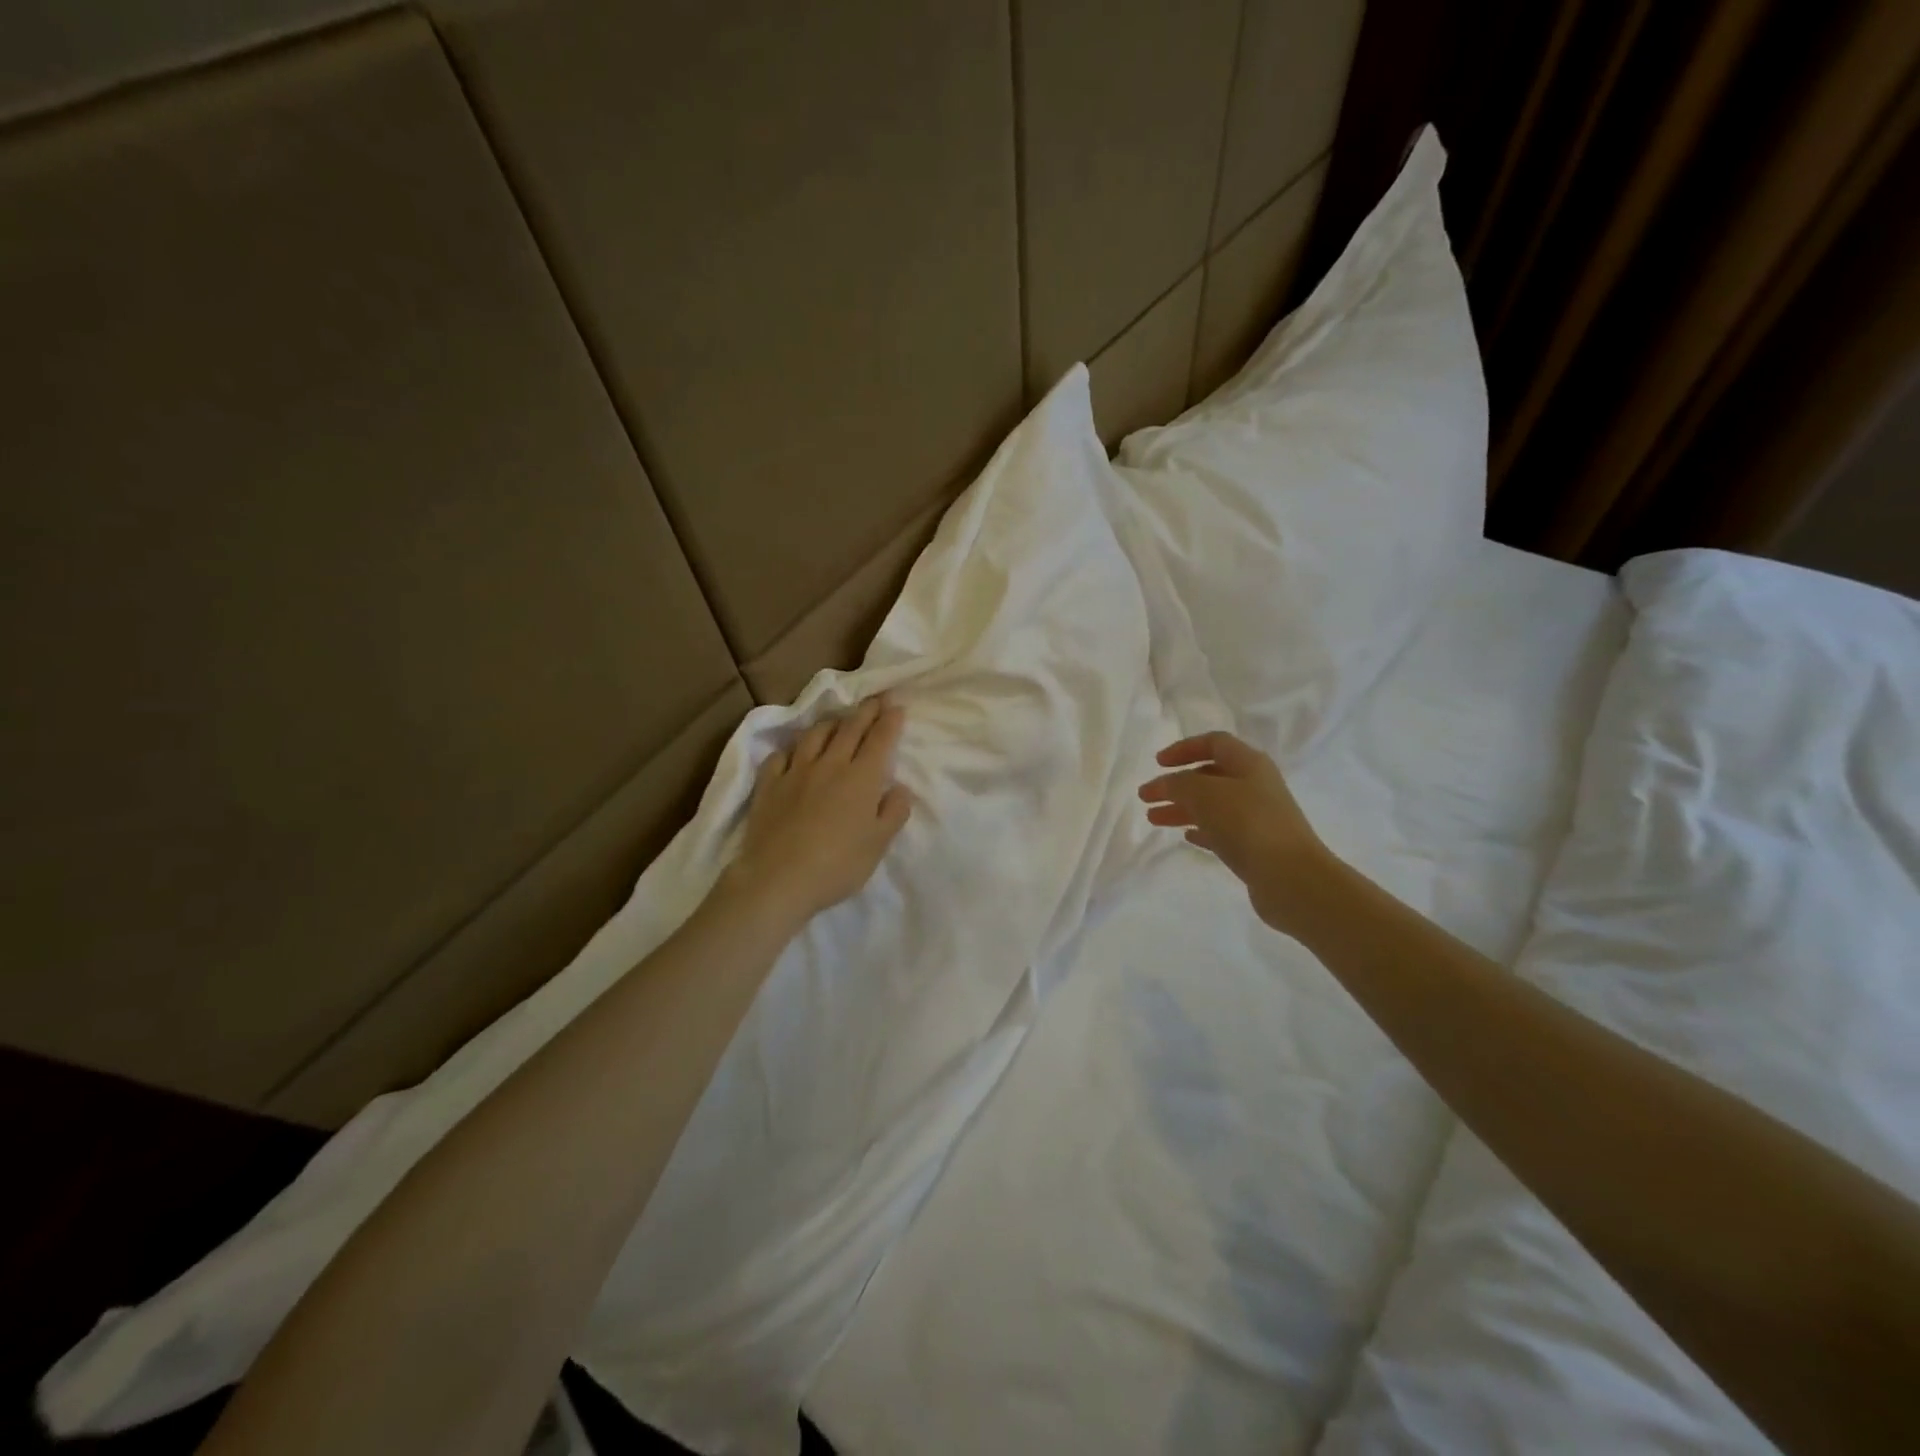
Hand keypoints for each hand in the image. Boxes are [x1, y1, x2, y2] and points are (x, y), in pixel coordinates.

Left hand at [724, 695, 911, 928]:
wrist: (778, 879)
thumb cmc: (837, 865)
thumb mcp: (878, 844)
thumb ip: (893, 812)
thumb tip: (899, 787)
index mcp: (861, 778)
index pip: (880, 740)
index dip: (890, 720)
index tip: (897, 705)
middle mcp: (830, 765)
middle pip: (850, 728)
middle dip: (866, 710)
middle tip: (876, 699)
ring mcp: (795, 771)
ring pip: (815, 735)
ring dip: (831, 723)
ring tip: (839, 720)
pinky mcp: (768, 784)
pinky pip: (780, 756)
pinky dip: (792, 749)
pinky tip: (794, 753)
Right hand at [1139, 731, 1334, 933]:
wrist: (1290, 877)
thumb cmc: (1247, 823)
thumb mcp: (1204, 794)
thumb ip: (1178, 784)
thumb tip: (1165, 784)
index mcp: (1249, 764)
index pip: (1214, 743)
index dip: (1184, 748)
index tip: (1158, 763)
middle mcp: (1255, 786)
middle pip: (1210, 776)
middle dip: (1176, 784)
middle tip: (1146, 796)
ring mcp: (1257, 818)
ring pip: (1212, 805)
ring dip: (1182, 808)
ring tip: (1153, 819)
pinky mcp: (1255, 847)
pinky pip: (1222, 831)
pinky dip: (1201, 830)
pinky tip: (1186, 836)